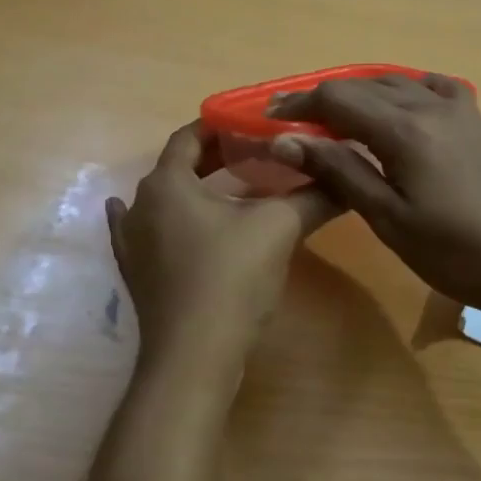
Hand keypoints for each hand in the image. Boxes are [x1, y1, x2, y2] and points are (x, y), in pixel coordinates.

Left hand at [107, 123, 339, 366]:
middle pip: (177, 166)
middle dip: (214, 158)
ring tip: (228, 190)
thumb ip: (314, 196)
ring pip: (163, 201)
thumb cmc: (232, 278)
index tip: (255, 126)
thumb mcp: (279, 228)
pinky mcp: (136, 273)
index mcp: (168, 182)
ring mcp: (132, 241)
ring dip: (193, 190)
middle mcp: (141, 203)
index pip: (191, 135)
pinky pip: (143, 233)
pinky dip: (159, 221)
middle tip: (254, 156)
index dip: (223, 126)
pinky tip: (159, 220)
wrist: (194, 354)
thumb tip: (348, 178)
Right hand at [267, 75, 480, 315]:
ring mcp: (459, 109)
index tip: (269, 118)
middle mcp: (431, 105)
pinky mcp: (476, 121)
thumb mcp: (388, 218)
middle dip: (323, 99)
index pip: (338, 99)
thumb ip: (339, 171)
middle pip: (364, 85)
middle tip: (292, 122)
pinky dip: (402, 90)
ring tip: (334, 119)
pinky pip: (431, 87)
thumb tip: (286, 141)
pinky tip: (396, 108)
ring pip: (396, 82)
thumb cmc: (453, 252)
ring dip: (360, 94)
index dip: (299, 105)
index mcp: (406, 130)